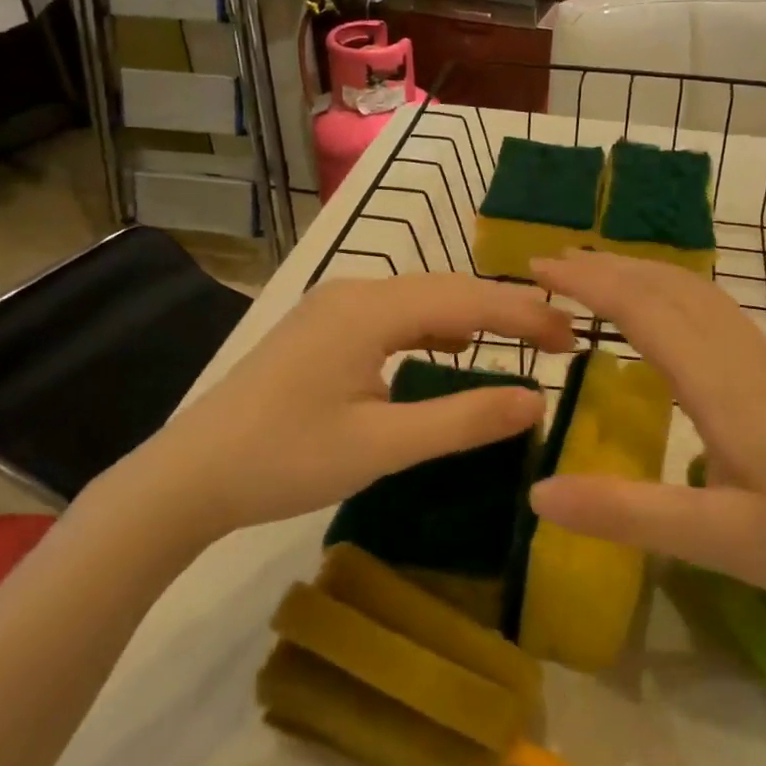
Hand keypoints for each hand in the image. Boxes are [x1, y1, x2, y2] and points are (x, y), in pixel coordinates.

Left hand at [98, 274, 574, 550]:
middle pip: (447, 290)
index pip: (468, 300)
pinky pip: (395, 316)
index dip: (526, 316)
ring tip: (520, 340)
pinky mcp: (322, 329)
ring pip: (421, 299)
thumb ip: (463, 419)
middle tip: (560, 341)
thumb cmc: (285, 460)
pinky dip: (434, 328)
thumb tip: (537, 400)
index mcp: (371, 309)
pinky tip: (450, 348)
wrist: (189, 476)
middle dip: (506, 312)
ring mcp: (333, 307)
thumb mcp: (383, 446)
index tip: (575, 336)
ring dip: (472, 317)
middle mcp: (355, 291)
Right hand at [528, 252, 765, 623]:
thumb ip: (627, 514)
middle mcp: (742, 357)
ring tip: (597, 278)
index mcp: (721, 384)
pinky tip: (666, 319)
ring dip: (641, 274)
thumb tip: (537, 493)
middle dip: (608, 266)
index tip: (538, 268)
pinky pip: (715, 313)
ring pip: (697, 294)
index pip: (643, 310)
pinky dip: (672, 295)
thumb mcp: (719, 540)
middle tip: (553, 265)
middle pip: (669, 287)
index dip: (588, 282)